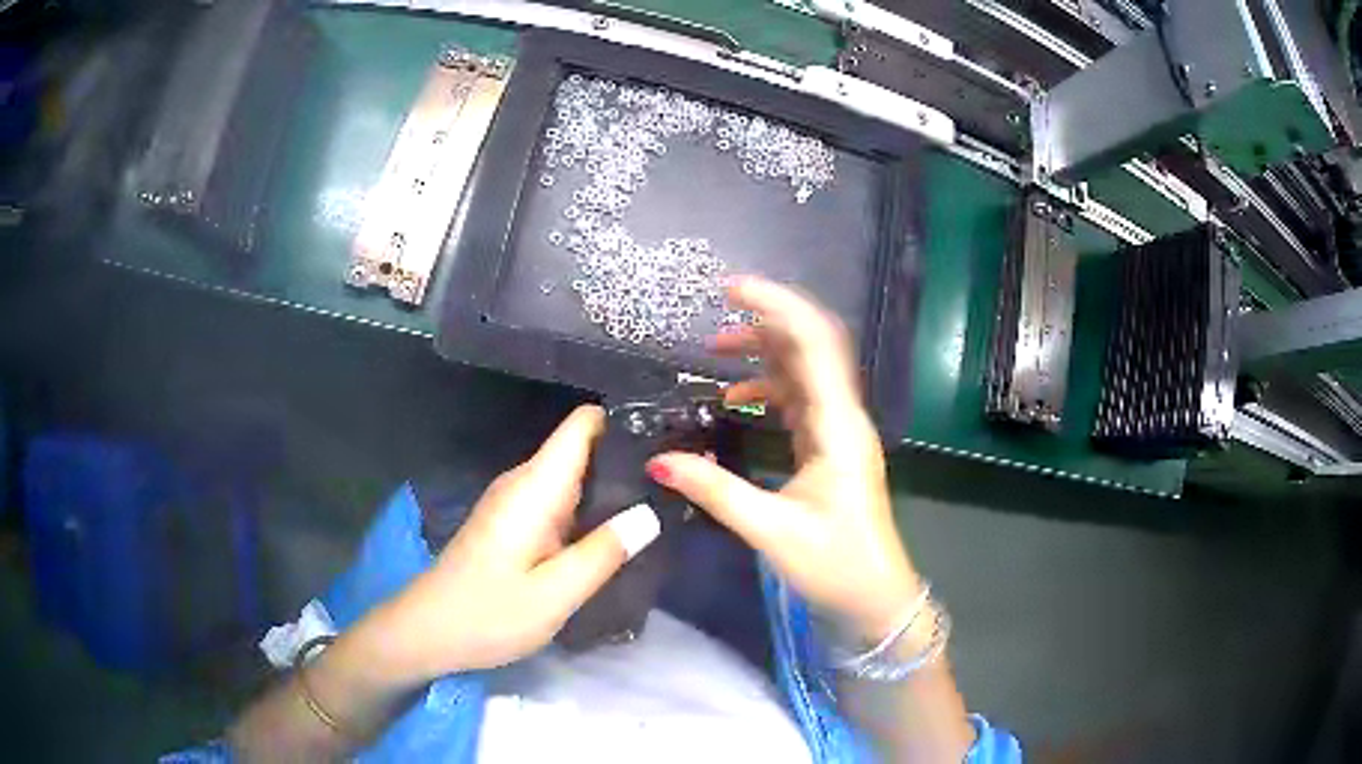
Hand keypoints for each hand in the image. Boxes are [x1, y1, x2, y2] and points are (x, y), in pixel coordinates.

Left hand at [374, 405, 658, 681]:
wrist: (428, 632)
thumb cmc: (488, 614)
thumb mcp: (554, 594)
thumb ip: (603, 553)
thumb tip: (651, 513)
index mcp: (534, 488)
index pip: (581, 425)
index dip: (624, 419)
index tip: (668, 433)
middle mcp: (524, 483)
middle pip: (582, 449)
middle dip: (628, 459)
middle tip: (679, 483)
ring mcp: (516, 503)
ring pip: (573, 477)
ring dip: (612, 488)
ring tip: (663, 504)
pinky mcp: (513, 523)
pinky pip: (560, 501)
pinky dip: (591, 509)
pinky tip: (618, 533)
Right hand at [646, 277, 919, 642]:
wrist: (875, 597)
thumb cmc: (836, 565)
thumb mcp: (772, 530)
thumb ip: (716, 492)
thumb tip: (659, 462)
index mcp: (838, 427)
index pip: (814, 344)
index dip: (777, 306)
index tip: (732, 288)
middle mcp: (843, 417)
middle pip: (811, 348)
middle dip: (766, 322)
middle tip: (717, 313)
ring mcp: (839, 432)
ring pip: (804, 372)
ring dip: (765, 355)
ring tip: (717, 352)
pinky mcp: (830, 448)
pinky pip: (800, 401)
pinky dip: (768, 390)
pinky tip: (736, 402)